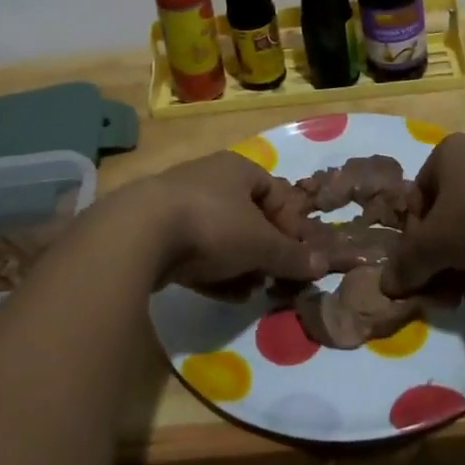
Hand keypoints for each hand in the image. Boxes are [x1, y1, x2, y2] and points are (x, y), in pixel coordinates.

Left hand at [132, 151, 330, 297]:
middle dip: (265, 251)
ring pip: (224, 238)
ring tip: (252, 292)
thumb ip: (292, 255)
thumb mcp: (261, 243)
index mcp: (239, 169)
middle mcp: (212, 180)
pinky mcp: (160, 232)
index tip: (299, 258)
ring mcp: (182, 205)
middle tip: (275, 279)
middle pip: (250, 218)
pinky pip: (197, 253)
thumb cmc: (212, 224)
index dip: (293, 226)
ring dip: (241, 266)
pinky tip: (225, 296)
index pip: (278, 193)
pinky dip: (214, 273)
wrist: (140, 232)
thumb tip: (324, 264)